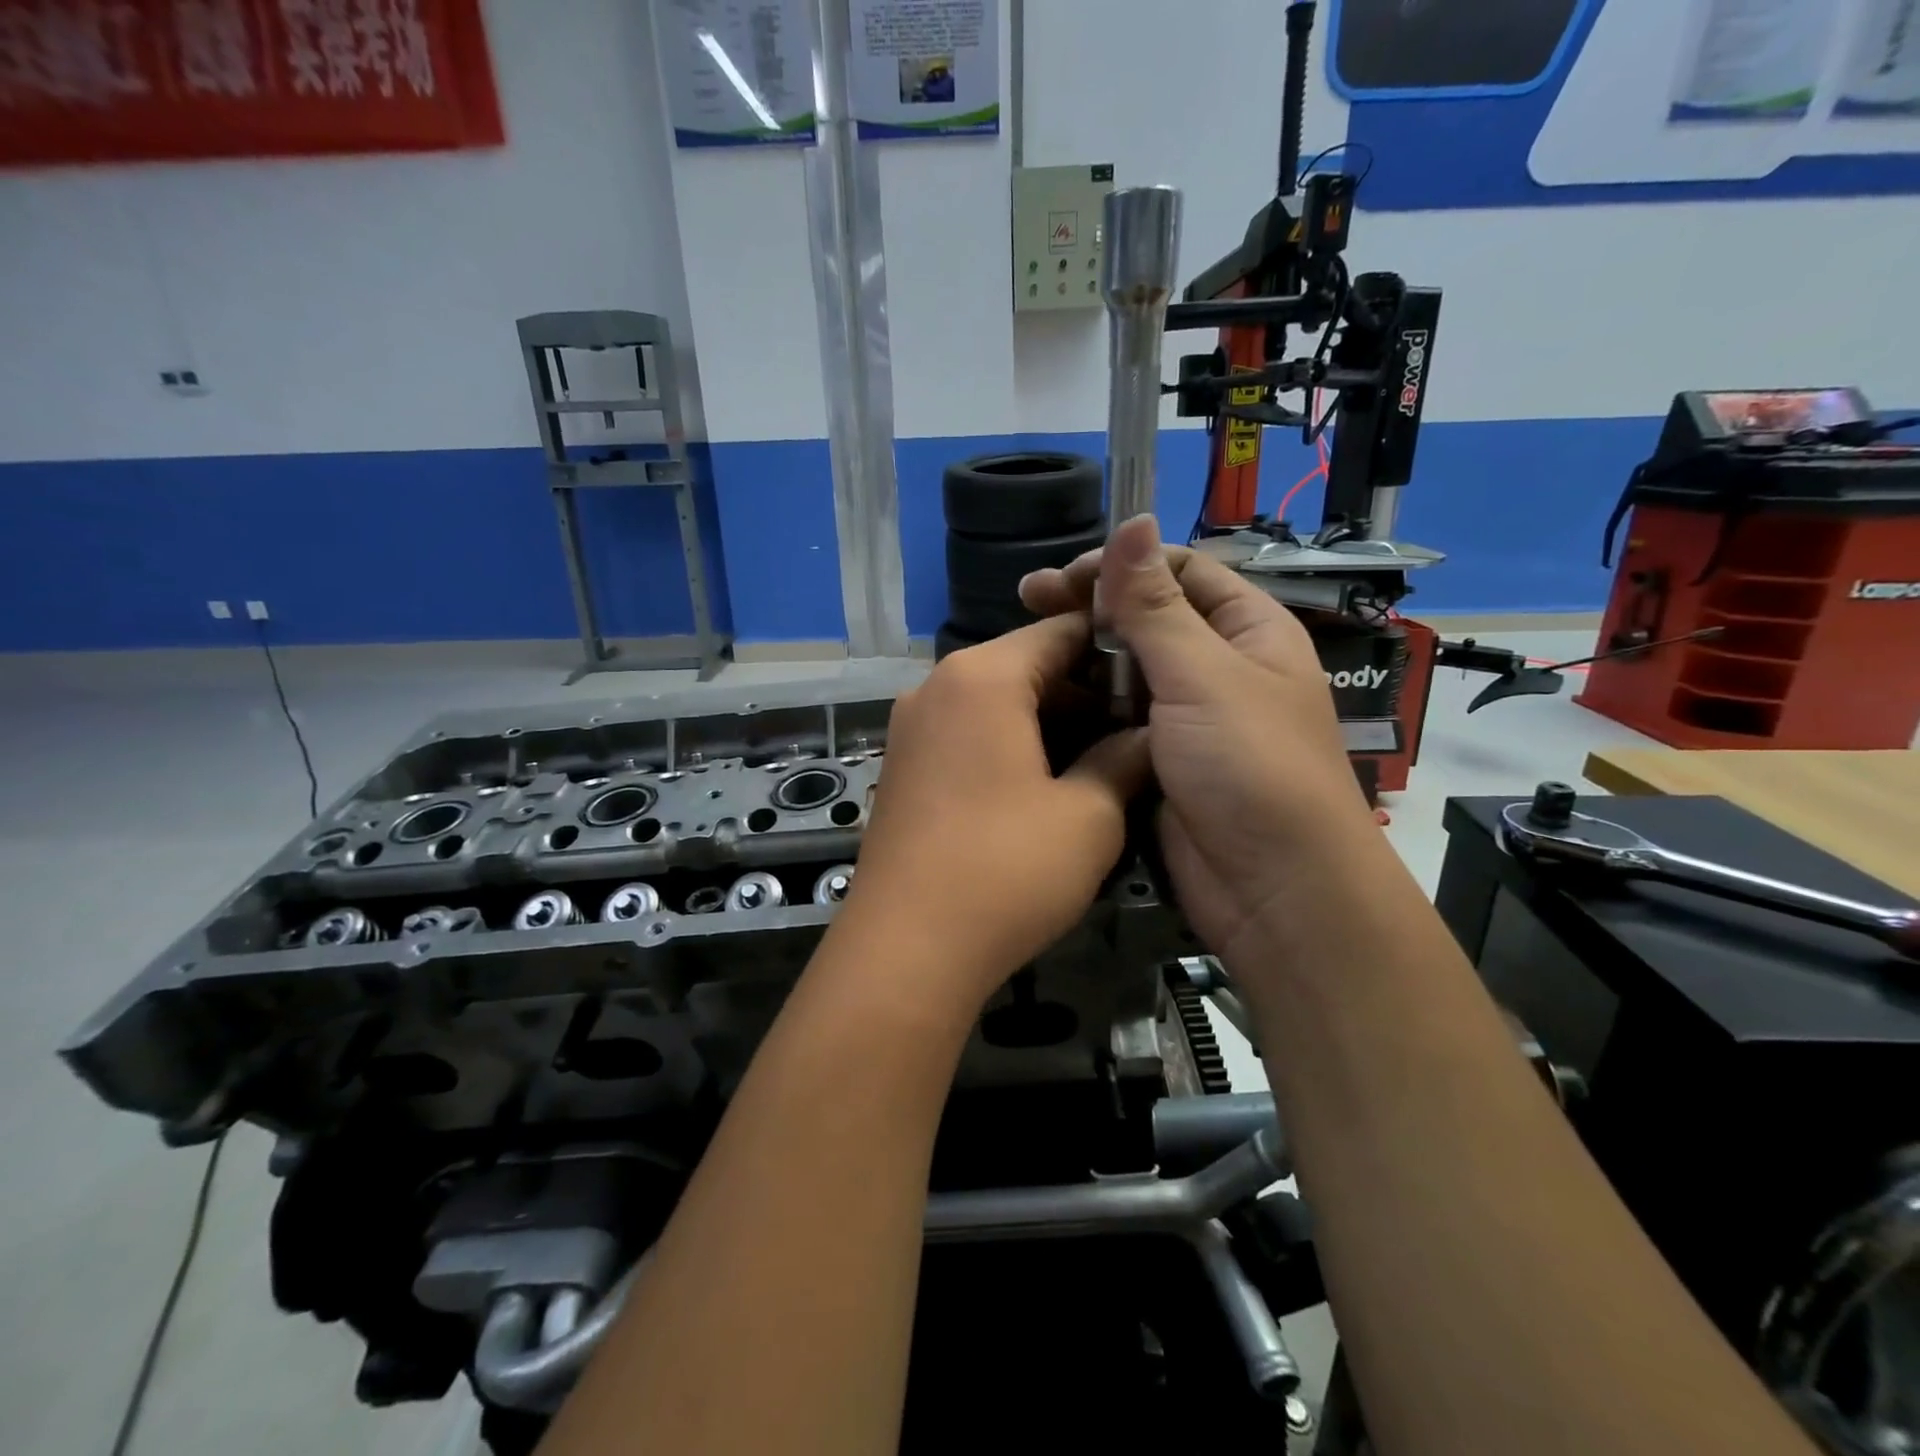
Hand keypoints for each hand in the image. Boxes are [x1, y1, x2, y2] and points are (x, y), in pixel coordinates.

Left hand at [833, 614, 1148, 1013]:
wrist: (905, 950)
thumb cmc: (1006, 871)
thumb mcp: (1088, 816)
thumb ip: (1124, 760)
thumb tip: (1149, 737)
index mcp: (982, 676)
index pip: (1061, 630)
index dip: (1116, 647)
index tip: (1159, 676)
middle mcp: (937, 686)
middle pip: (1026, 666)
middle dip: (1085, 692)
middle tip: (1139, 728)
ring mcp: (912, 727)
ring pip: (997, 703)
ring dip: (1051, 723)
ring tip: (1105, 760)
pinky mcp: (903, 767)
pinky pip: (969, 735)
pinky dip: (1011, 745)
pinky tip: (1050, 785)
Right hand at [1019, 514, 1376, 963]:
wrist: (1273, 890)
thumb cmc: (1250, 767)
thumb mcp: (1201, 675)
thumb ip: (1155, 604)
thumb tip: (1132, 520)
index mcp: (1247, 630)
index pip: (1180, 571)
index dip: (1121, 565)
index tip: (1061, 579)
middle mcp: (1218, 666)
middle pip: (1147, 617)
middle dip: (1091, 607)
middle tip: (1025, 601)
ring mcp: (1186, 717)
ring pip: (1125, 670)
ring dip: (1081, 657)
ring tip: (1025, 651)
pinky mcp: (1158, 760)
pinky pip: (1115, 718)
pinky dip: (1083, 705)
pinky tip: (1042, 699)